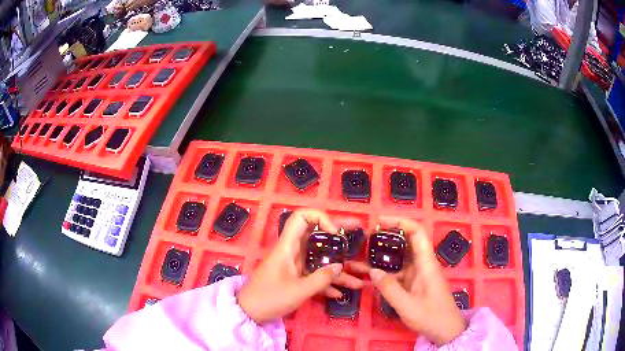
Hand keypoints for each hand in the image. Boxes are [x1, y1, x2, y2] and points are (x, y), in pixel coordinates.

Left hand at [237, 209, 364, 323]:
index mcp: (288, 247)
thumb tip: (340, 267)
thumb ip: (321, 278)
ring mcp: (295, 266)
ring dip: (339, 268)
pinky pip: (315, 275)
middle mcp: (293, 252)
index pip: (301, 218)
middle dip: (339, 237)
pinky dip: (327, 282)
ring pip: (320, 260)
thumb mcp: (298, 290)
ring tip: (361, 276)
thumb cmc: (270, 298)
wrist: (249, 312)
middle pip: (317, 237)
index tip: (335, 233)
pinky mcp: (295, 278)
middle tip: (358, 232)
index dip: (320, 218)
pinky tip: (341, 293)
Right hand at [369, 217, 466, 345]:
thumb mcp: (407, 305)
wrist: (445, 330)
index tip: (379, 221)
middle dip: (386, 237)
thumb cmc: (431, 316)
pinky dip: (384, 271)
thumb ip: (389, 288)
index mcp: (426, 263)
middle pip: (406, 242)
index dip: (400, 222)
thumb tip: (372, 271)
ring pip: (400, 258)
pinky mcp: (414, 283)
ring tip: (361, 254)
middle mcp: (423, 264)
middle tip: (365, 238)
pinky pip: (398, 272)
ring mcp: (418, 274)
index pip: (417, 232)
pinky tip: (369, 274)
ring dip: (383, 255)